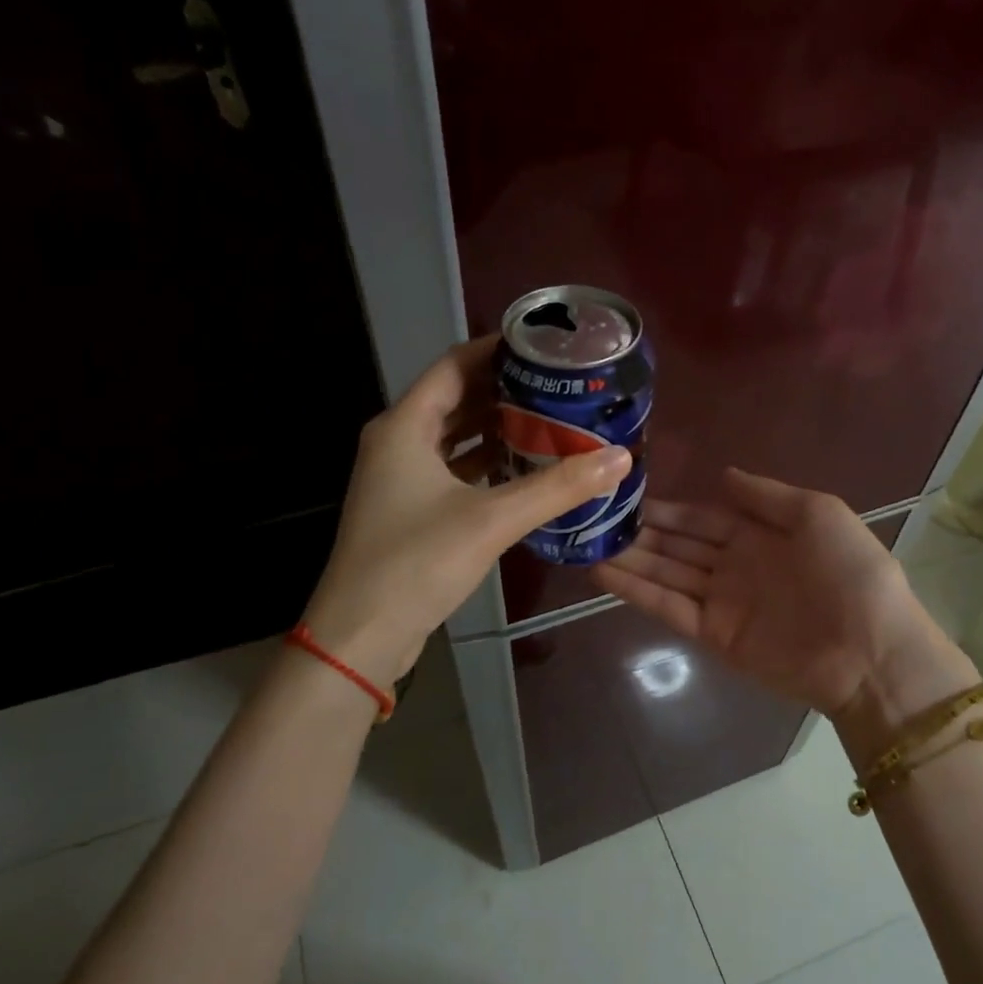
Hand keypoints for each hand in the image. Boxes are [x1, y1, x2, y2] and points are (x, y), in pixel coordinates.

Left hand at [304, 337, 631, 685]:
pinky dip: (486, 464)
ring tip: (550, 421)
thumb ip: (558, 487)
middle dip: (505, 390)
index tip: (546, 349)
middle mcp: (397, 442)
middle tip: (559, 386)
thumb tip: (620, 457)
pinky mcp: (409, 509)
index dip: (498, 350)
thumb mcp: (492, 519)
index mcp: (405, 426)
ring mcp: (400, 478)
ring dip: (497, 428)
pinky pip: (453, 470)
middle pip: (455, 398)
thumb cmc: (417, 563)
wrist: (362, 634)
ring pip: (455, 437)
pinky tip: (524, 469)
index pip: (454, 365)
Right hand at [591, 469, 965, 731]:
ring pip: (666, 575)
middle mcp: (735, 566)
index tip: (630, 497)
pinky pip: (669, 608)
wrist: (870, 648)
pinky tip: (603, 573)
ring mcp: (722, 602)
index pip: (703, 519)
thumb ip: (766, 496)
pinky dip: (636, 591)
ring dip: (630, 560)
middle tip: (598, 519)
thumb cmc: (850, 572)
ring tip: (589, 543)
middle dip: (642, 534)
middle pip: (679, 547)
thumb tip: (722, 475)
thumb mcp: (818, 513)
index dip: (670, 510)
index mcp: (760, 535)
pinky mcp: (713, 635)